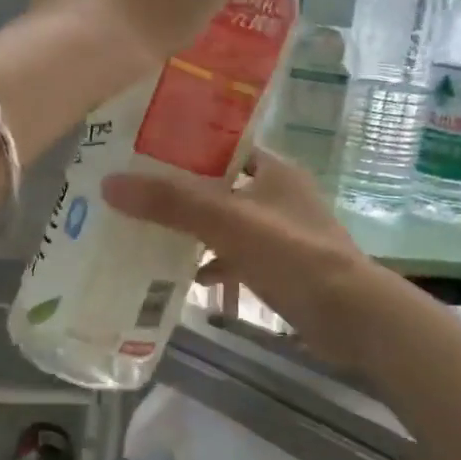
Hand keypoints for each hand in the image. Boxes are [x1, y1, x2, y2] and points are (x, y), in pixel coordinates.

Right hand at [102, 150, 385, 366]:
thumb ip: (171, 202)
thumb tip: (110, 184)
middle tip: (135, 194)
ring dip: (194, 229)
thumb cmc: (292, 254)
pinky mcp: (281, 265)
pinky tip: (189, 277)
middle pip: (219, 184)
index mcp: (274, 169)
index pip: (223, 144)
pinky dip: (215, 263)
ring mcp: (281, 232)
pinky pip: (237, 256)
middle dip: (181, 191)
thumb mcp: (227, 222)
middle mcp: (278, 194)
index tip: (142, 150)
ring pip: (227, 222)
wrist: (350, 315)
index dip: (185, 145)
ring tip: (149, 232)